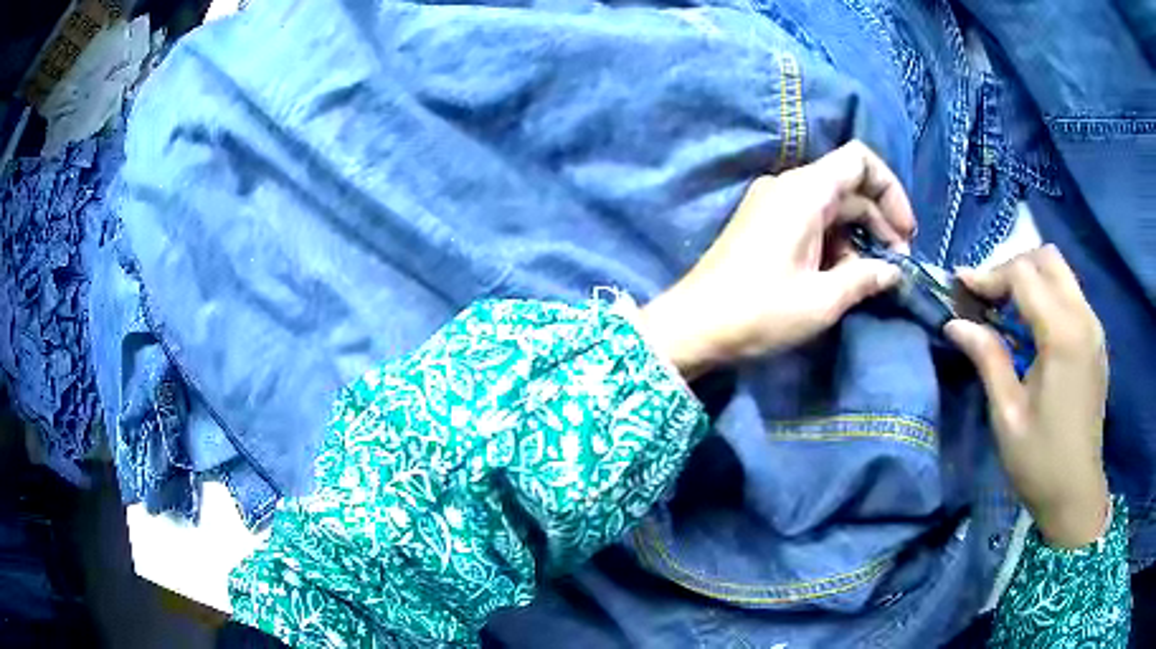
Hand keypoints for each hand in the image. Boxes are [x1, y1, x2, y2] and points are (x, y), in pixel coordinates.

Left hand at [640, 140, 914, 378]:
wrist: (693, 327)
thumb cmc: (759, 311)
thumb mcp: (822, 300)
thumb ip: (865, 278)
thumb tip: (893, 271)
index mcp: (805, 190)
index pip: (859, 160)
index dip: (891, 190)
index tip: (907, 232)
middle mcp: (789, 187)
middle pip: (849, 187)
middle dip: (880, 222)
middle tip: (897, 266)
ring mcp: (774, 204)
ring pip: (832, 207)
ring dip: (859, 238)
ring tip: (874, 279)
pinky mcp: (765, 225)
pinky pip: (812, 222)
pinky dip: (835, 244)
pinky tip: (844, 278)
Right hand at [945, 246, 1109, 548]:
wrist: (1076, 494)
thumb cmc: (1039, 461)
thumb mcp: (1007, 415)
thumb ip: (987, 358)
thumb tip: (955, 323)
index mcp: (1062, 335)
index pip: (1024, 274)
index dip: (990, 275)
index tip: (961, 288)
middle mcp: (1083, 318)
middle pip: (1047, 258)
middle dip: (1013, 267)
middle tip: (987, 296)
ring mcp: (1094, 327)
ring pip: (1061, 273)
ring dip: (1031, 279)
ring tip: (1006, 310)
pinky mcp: (1096, 340)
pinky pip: (1071, 295)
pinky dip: (1048, 295)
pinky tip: (1032, 328)